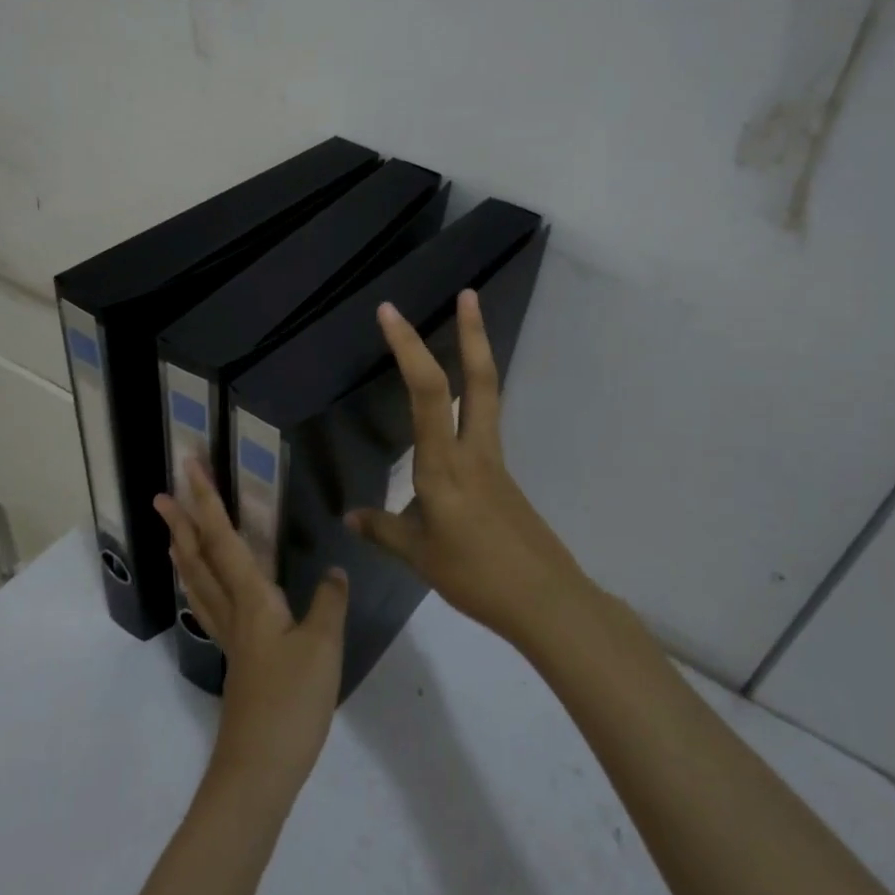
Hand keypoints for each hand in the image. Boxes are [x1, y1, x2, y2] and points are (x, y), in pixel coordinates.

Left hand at [155, 460, 348, 801]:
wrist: (259, 771)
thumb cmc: (291, 703)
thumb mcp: (323, 647)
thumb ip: (328, 603)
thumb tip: (334, 570)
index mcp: (251, 599)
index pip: (224, 538)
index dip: (206, 500)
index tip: (188, 467)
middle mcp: (233, 611)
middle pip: (200, 557)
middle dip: (182, 522)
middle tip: (161, 493)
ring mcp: (230, 638)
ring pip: (199, 582)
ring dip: (184, 550)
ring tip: (172, 531)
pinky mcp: (237, 659)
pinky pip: (209, 606)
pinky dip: (199, 583)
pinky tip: (208, 589)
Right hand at [344, 289, 588, 649]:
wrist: (545, 600)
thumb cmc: (475, 575)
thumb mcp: (419, 555)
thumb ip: (383, 529)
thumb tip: (349, 517)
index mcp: (444, 464)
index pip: (427, 392)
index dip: (408, 348)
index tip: (389, 312)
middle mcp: (473, 451)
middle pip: (480, 379)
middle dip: (472, 333)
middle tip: (468, 294)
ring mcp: (494, 462)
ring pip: (486, 397)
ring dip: (476, 359)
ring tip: (464, 332)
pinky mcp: (503, 478)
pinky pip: (482, 428)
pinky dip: (469, 405)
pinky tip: (449, 427)